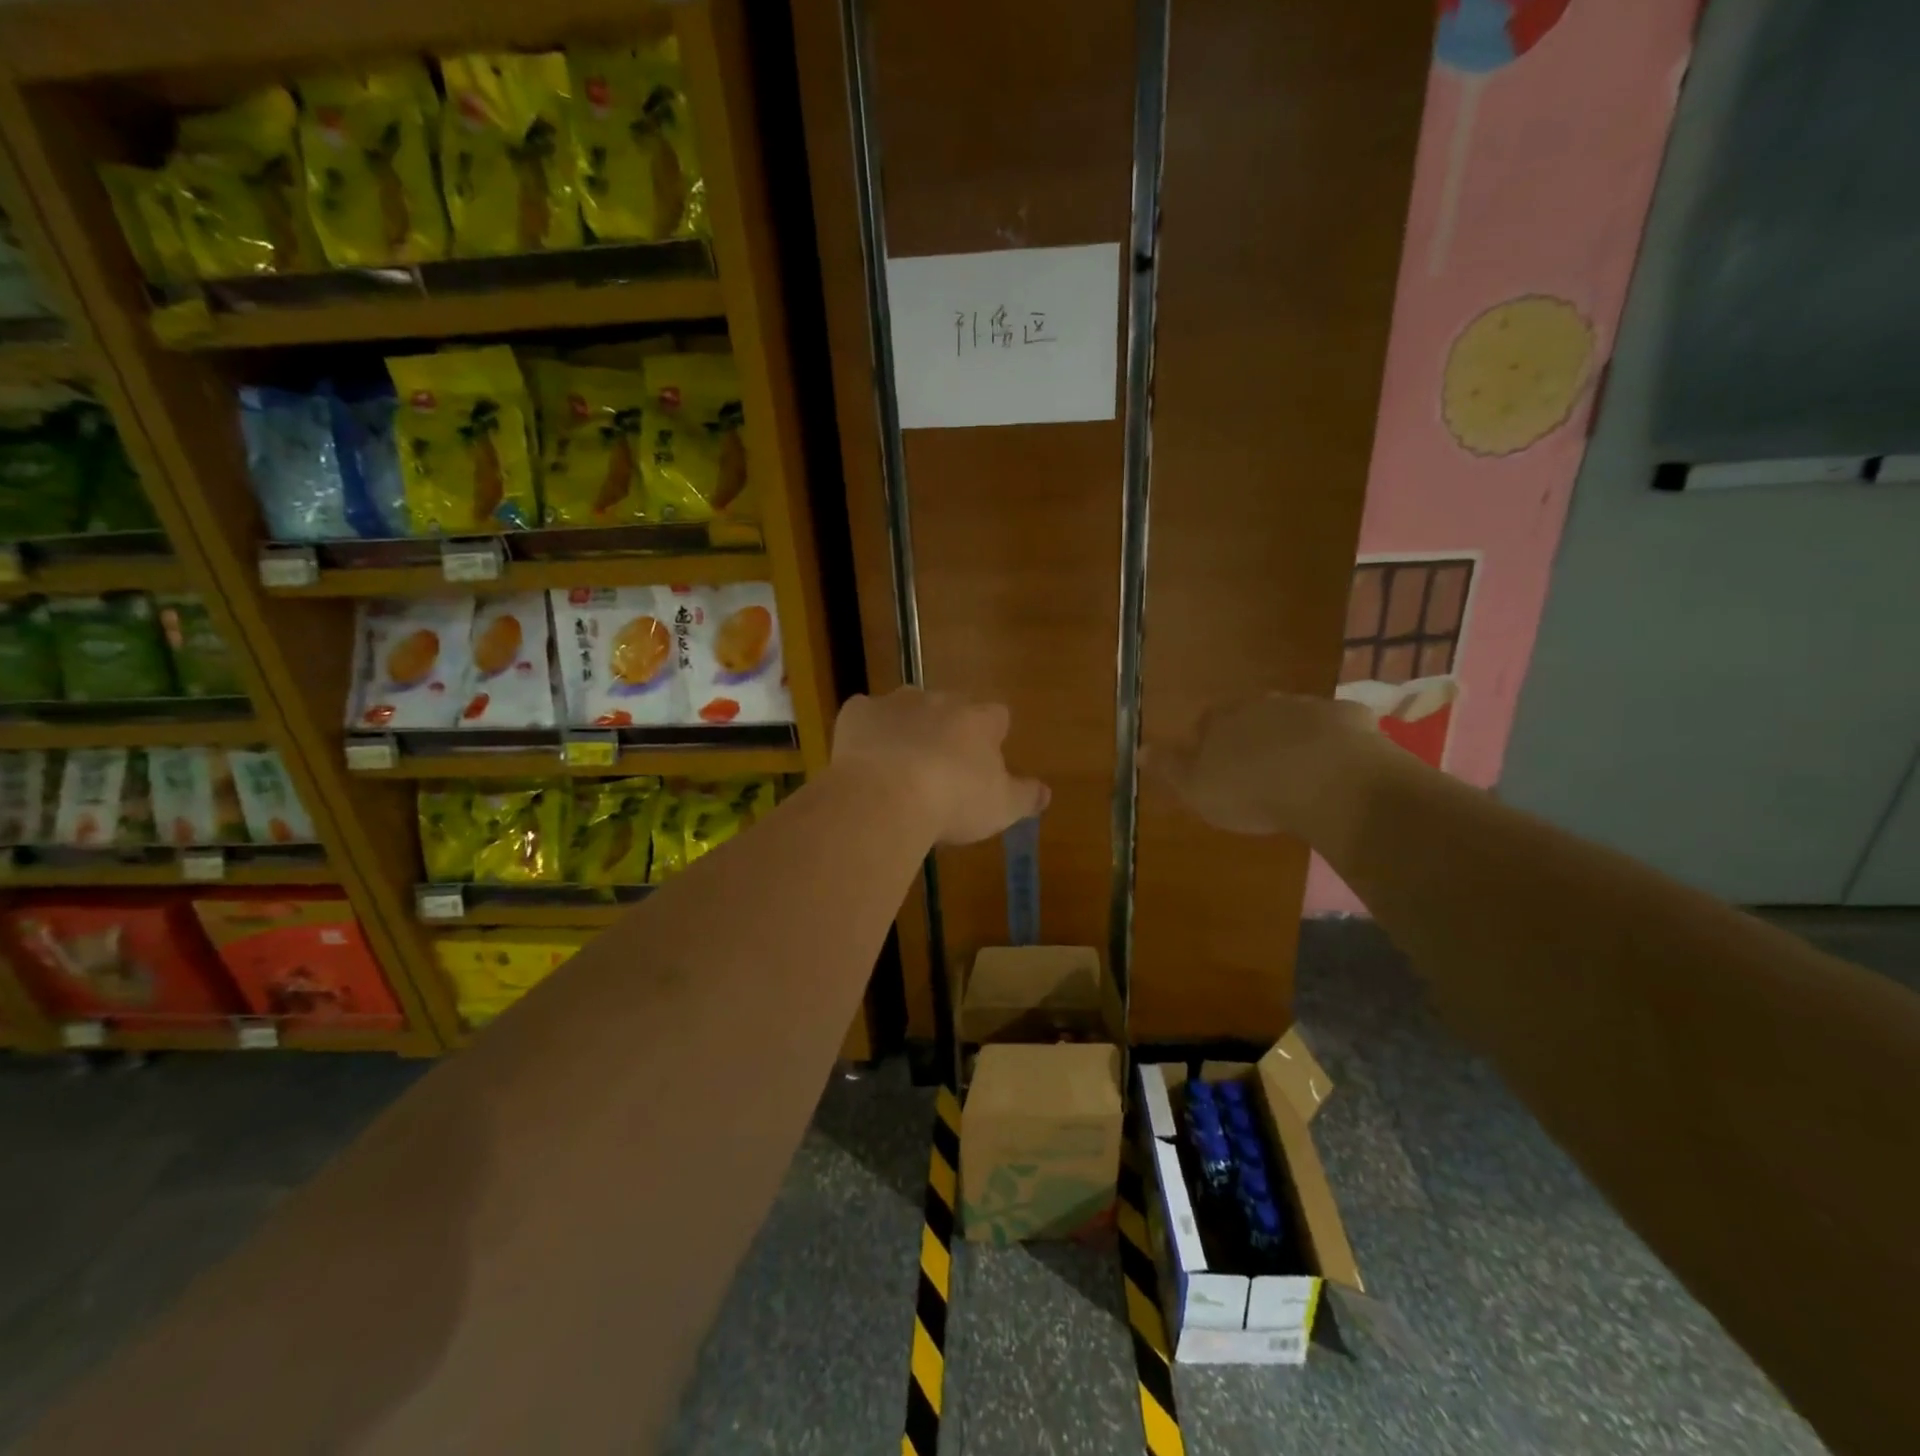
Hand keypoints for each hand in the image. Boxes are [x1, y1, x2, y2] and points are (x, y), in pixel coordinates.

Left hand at [833, 688, 1049, 844]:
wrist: (886, 796)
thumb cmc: (953, 802)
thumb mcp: (1001, 808)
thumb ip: (1026, 796)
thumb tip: (1046, 793)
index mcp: (978, 721)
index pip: (996, 716)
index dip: (991, 735)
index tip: (985, 760)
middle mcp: (939, 701)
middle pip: (950, 707)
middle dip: (947, 730)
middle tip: (940, 767)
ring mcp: (896, 703)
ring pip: (906, 707)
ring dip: (906, 727)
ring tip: (899, 765)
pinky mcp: (857, 712)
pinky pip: (865, 716)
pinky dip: (866, 732)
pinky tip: (863, 761)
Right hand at [1145, 692, 1390, 838]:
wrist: (1327, 781)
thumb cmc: (1250, 789)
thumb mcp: (1196, 788)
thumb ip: (1169, 767)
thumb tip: (1137, 748)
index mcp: (1222, 720)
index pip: (1207, 722)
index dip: (1210, 741)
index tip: (1216, 765)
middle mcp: (1262, 704)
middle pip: (1251, 715)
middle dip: (1253, 735)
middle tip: (1258, 767)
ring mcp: (1308, 707)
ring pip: (1295, 718)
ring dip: (1293, 736)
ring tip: (1299, 769)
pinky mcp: (1350, 718)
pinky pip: (1338, 726)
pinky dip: (1336, 740)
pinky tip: (1341, 763)